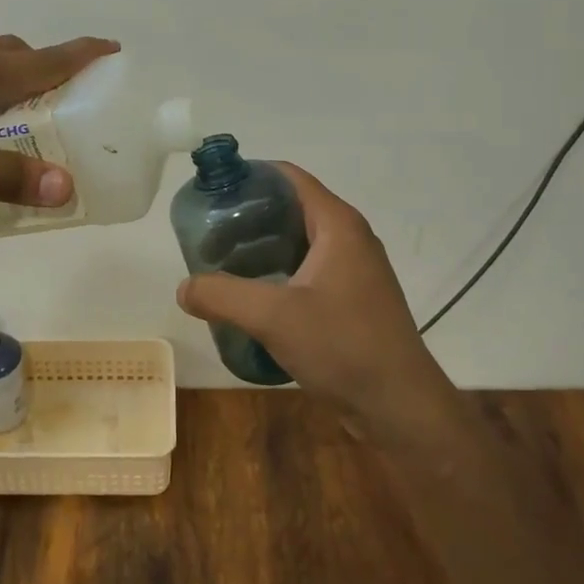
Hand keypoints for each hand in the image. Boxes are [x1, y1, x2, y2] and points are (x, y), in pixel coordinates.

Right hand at [176, 164, 446, 408]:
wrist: (400, 406)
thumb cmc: (344, 346)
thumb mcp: (274, 317)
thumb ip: (222, 295)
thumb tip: (184, 288)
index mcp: (337, 225)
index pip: (289, 178)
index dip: (249, 176)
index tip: (210, 193)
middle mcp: (349, 239)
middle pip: (290, 210)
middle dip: (246, 218)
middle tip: (207, 236)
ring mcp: (353, 272)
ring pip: (297, 244)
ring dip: (259, 250)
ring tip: (220, 266)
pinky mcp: (351, 301)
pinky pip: (305, 274)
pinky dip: (276, 276)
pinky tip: (250, 299)